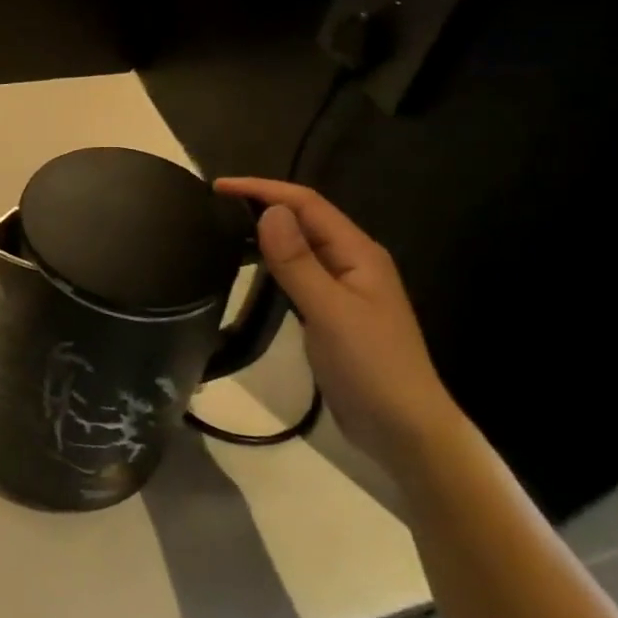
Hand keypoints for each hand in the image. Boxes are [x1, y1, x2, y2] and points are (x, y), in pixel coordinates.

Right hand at [215, 177, 466, 480]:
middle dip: (263, 204)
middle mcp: (352, 262)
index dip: (263, 190)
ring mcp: (343, 289)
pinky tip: (251, 270)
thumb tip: (269, 211)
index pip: (307, 204)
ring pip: (300, 247)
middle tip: (214, 208)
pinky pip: (298, 274)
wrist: (404, 430)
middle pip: (305, 220)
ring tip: (223, 230)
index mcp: (358, 253)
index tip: (218, 188)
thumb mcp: (331, 312)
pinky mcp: (331, 313)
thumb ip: (298, 262)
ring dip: (266, 233)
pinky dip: (272, 263)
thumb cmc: (372, 367)